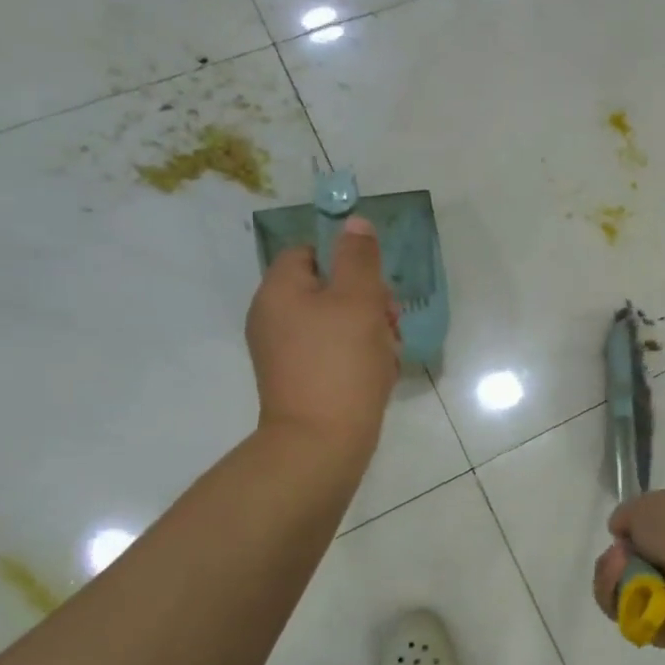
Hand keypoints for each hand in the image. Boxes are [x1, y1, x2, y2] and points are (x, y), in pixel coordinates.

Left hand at [246, 218, 398, 451]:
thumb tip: (354, 222)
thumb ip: (359, 257)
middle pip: (328, 287)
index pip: (309, 252)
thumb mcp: (358, 299)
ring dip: (370, 329)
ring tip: (388, 352)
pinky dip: (358, 355)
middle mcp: (273, 318)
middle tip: (390, 321)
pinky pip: (333, 351)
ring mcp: (285, 352)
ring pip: (337, 321)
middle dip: (368, 299)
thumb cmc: (341, 362)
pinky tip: (378, 372)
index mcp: (279, 291)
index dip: (346, 260)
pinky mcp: (299, 379)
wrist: (321, 442)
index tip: (375, 284)